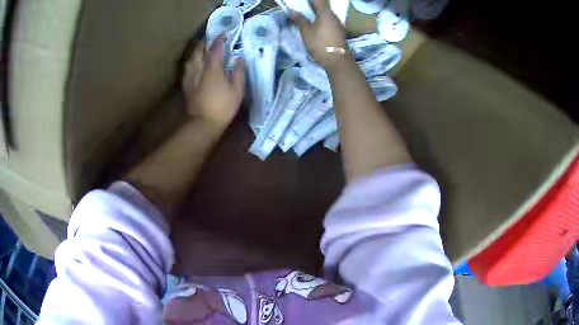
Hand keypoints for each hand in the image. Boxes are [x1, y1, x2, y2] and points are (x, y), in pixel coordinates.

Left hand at [182, 37, 244, 127]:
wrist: (203, 124)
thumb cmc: (223, 107)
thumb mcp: (237, 91)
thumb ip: (238, 72)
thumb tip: (239, 59)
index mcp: (213, 69)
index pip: (215, 49)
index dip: (219, 40)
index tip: (224, 34)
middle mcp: (199, 69)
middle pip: (199, 51)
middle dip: (205, 43)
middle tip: (211, 40)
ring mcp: (190, 78)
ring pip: (191, 59)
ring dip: (196, 52)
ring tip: (200, 49)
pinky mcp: (186, 86)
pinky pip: (187, 69)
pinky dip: (191, 63)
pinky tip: (193, 65)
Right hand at [290, 0, 350, 68]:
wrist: (336, 59)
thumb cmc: (319, 43)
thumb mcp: (306, 31)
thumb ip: (300, 20)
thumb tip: (292, 11)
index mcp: (325, 13)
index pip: (318, 0)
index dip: (310, 0)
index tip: (302, 3)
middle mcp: (334, 16)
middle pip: (324, 6)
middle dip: (314, 5)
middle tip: (303, 8)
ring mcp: (338, 23)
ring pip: (327, 14)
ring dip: (318, 13)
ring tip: (308, 16)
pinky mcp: (339, 31)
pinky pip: (330, 20)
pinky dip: (323, 19)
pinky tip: (317, 25)